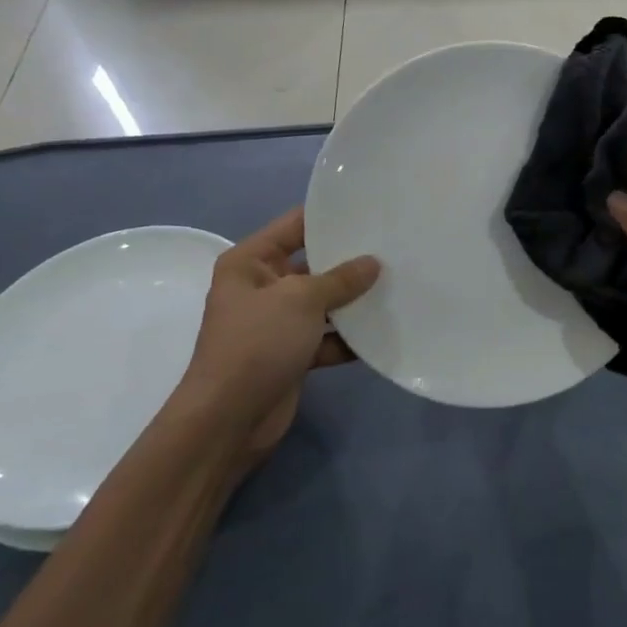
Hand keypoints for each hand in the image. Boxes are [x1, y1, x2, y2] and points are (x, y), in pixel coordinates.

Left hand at [176, 208, 378, 463]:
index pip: (295, 225)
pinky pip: (326, 337)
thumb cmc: (258, 343)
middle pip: (313, 264)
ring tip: (397, 285)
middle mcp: (262, 287)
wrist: (229, 418)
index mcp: (251, 262)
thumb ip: (340, 279)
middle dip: (350, 260)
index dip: (330, 216)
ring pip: (323, 302)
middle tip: (394, 247)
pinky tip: (382, 330)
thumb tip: (373, 263)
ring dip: (353, 301)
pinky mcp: (291, 354)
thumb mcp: (301, 299)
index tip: (371, 208)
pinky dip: (348, 337)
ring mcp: (277, 323)